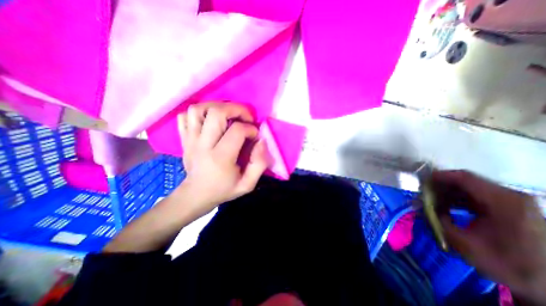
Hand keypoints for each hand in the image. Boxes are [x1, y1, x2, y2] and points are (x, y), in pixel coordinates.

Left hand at [178, 103, 269, 214]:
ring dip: (217, 107)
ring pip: (198, 109)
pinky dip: (199, 113)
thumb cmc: (223, 190)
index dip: (251, 129)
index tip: (255, 136)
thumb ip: (259, 164)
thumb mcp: (247, 184)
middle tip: (245, 118)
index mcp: (221, 158)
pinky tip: (210, 120)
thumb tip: (261, 141)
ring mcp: (190, 140)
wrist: (195, 195)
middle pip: (217, 112)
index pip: (237, 130)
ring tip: (229, 115)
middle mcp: (203, 145)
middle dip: (236, 109)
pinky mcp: (183, 138)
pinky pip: (185, 116)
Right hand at [433, 171, 545, 304]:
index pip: (463, 177)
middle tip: (423, 194)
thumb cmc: (508, 265)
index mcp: (503, 202)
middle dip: (440, 186)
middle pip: (466, 181)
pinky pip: (478, 195)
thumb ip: (437, 220)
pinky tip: (449, 207)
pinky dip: (459, 198)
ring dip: (448, 192)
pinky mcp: (512, 206)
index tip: (420, 183)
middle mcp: (510, 196)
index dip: (438, 177)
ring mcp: (513, 200)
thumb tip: (418, 205)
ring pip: (470, 187)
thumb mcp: (464, 244)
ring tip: (433, 201)